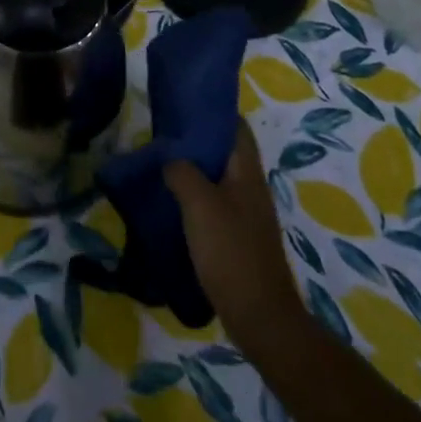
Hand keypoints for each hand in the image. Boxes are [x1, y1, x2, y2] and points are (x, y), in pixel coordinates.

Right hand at [165, 122, 305, 346]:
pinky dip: (194, 197)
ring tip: (160, 166)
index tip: (181, 104)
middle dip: (195, 140)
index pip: (235, 126)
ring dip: (192, 170)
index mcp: (246, 171)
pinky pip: (214, 204)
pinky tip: (172, 204)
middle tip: (161, 135)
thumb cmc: (231, 252)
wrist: (260, 317)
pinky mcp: (238, 238)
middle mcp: (250, 187)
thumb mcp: (199, 204)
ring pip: (217, 178)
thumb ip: (182, 172)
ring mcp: (247, 214)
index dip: (212, 111)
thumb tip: (170, 159)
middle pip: (224, 151)